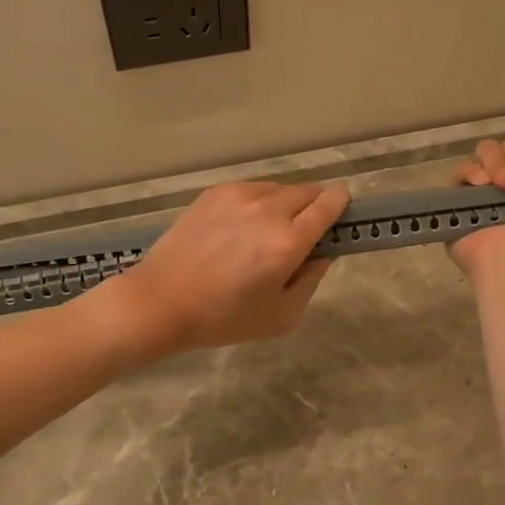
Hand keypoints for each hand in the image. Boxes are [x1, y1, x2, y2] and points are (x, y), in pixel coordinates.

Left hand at [106, 179, 349, 357]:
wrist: (161, 301)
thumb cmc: (224, 317)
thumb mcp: (282, 316)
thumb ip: (312, 279)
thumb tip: (323, 252)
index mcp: (288, 241)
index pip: (330, 204)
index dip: (341, 205)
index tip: (342, 213)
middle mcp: (268, 209)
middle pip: (309, 190)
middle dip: (315, 206)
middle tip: (303, 232)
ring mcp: (239, 196)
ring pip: (279, 188)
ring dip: (285, 204)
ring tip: (267, 232)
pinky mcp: (216, 193)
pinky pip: (252, 189)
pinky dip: (258, 202)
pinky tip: (241, 228)